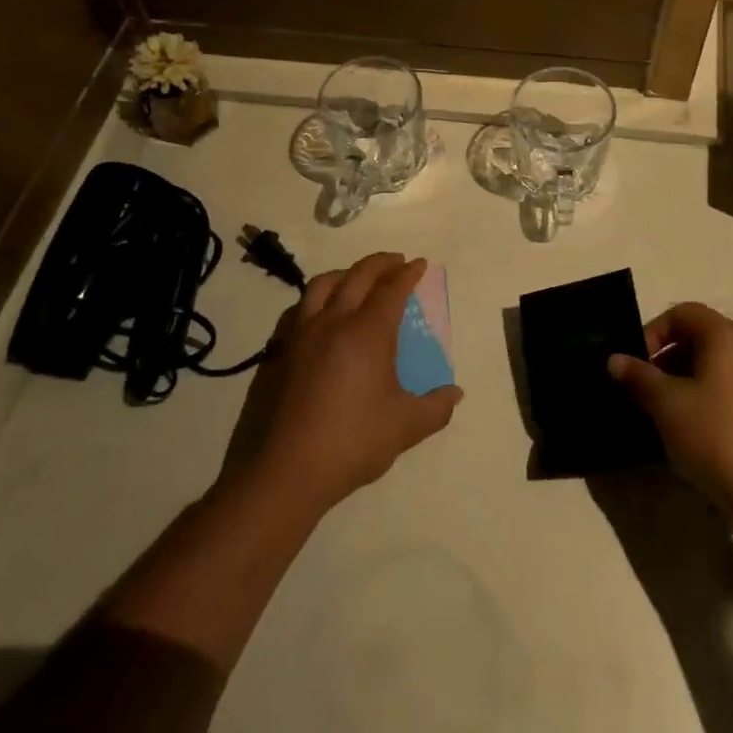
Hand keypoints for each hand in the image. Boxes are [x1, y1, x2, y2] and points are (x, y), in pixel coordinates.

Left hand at [230, 252, 461, 515]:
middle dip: (380, 263)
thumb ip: (435, 408)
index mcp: (368, 332)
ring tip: (356, 278)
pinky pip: (298, 309)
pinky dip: (316, 299)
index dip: (408, 274)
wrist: (284, 470)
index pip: (391, 289)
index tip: (419, 264)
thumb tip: (456, 394)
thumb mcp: (405, 428)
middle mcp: (333, 322)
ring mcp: (300, 334)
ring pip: (322, 285)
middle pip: (358, 276)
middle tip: (396, 261)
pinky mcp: (277, 352)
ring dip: (345, 274)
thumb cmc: (352, 442)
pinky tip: (319, 313)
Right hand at [607, 303, 732, 520]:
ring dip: (689, 375)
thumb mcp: (666, 405)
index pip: (682, 313)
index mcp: (726, 336)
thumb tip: (615, 359)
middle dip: (669, 355)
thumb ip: (638, 376)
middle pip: (702, 335)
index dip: (654, 332)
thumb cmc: (715, 438)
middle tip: (649, 387)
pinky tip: (700, 425)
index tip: (637, 364)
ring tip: (670, 409)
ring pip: (719, 361)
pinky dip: (713, 392)